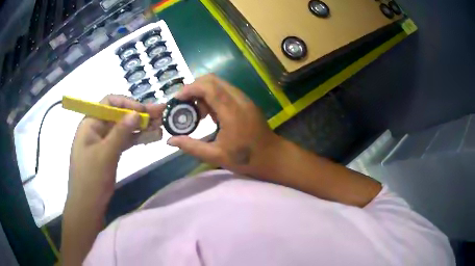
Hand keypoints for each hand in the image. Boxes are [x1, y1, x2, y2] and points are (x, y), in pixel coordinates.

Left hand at [68, 95, 164, 200]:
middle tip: (161, 113)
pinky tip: (151, 137)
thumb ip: (121, 132)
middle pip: (119, 115)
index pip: (109, 103)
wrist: (87, 205)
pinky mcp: (109, 152)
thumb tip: (137, 113)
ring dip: (141, 126)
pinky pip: (124, 141)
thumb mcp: (106, 153)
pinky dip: (136, 138)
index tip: (143, 111)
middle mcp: (97, 128)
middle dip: (139, 114)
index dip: (127, 103)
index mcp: (90, 123)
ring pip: (123, 128)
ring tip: (160, 125)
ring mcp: (103, 141)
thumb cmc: (92, 178)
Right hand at [168, 74, 283, 175]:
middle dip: (194, 88)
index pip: (208, 87)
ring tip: (198, 113)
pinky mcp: (245, 101)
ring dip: (203, 92)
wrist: (272, 156)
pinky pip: (225, 90)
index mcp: (231, 111)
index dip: (189, 89)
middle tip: (185, 105)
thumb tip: (170, 141)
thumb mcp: (216, 156)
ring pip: (219, 83)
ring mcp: (244, 99)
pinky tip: (210, 114)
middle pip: (212, 79)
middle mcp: (238, 99)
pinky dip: (212, 96)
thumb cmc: (246, 158)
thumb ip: (191, 147)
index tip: (177, 100)